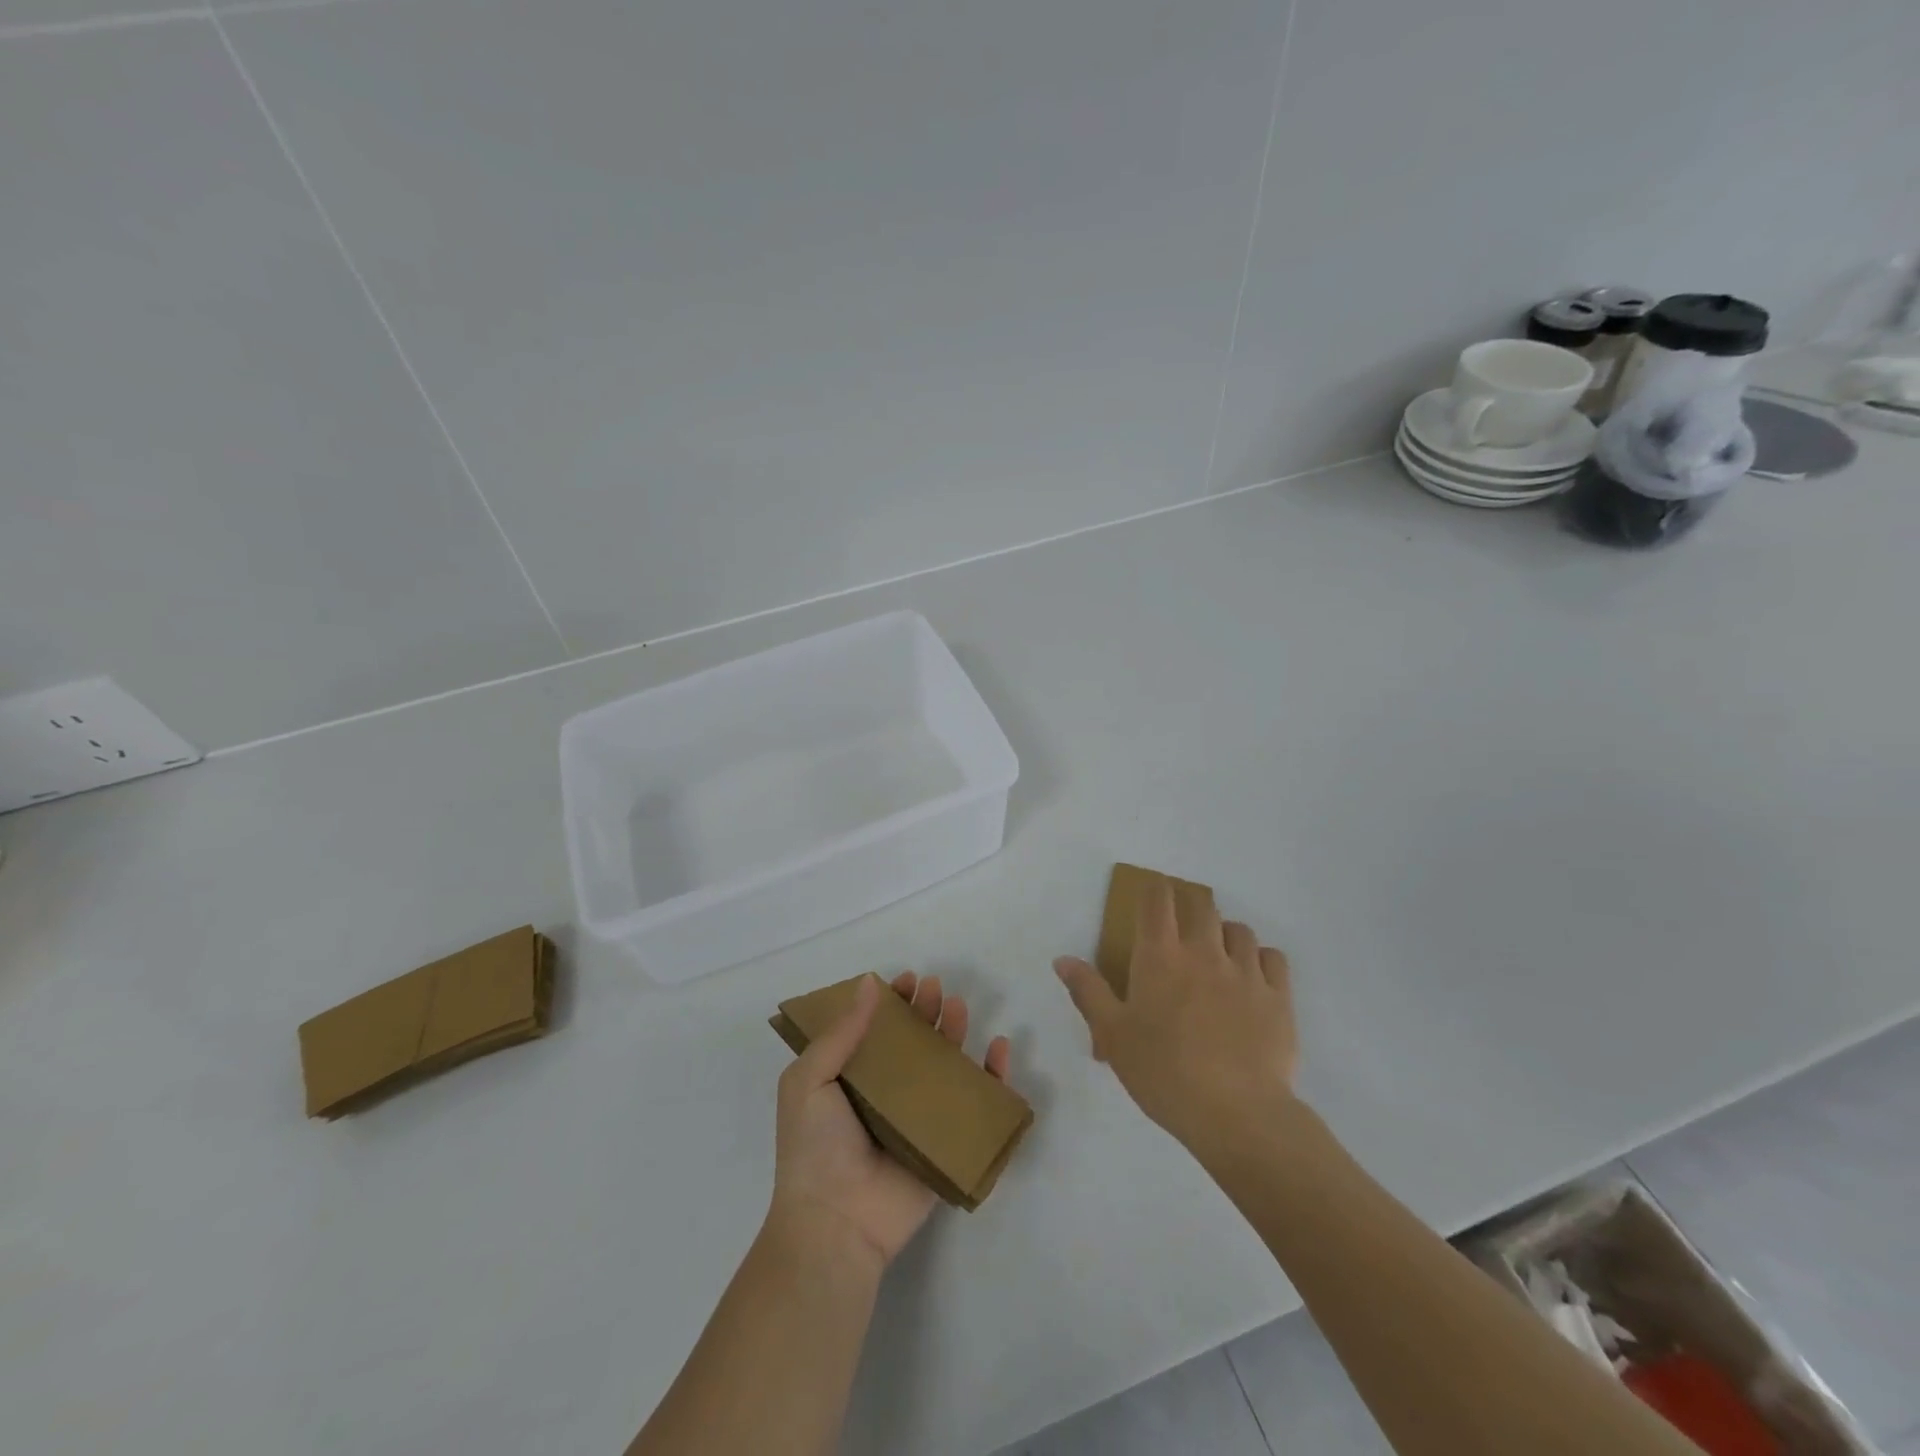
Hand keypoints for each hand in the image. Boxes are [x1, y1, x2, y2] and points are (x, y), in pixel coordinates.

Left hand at [769, 972, 1011, 1268]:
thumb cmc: (815, 1148)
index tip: (906, 980)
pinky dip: (993, 1078)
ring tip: (959, 1007)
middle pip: (913, 1043)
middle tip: (934, 988)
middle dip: (925, 1011)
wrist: (836, 1224)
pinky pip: (976, 1106)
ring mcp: (917, 1119)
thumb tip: (868, 983)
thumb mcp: (809, 1080)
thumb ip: (840, 1033)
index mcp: (849, 1079)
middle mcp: (884, 1095)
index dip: (892, 1003)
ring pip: (944, 1067)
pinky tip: (999, 1049)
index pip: (875, 1030)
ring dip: (955, 1033)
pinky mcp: (946, 1144)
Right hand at [1053, 875, 1295, 1155]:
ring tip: (1218, 953)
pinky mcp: (1278, 996)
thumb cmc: (1164, 1072)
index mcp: (1160, 957)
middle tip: (1182, 925)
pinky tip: (1253, 977)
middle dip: (1189, 905)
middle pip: (1201, 905)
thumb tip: (1063, 959)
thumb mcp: (1113, 1036)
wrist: (1237, 1113)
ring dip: (1225, 933)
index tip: (1151, 894)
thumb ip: (1088, 992)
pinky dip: (1260, 958)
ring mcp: (1245, 971)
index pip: (1157, 901)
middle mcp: (1204, 952)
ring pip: (1239, 929)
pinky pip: (1273, 957)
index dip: (1153, 889)